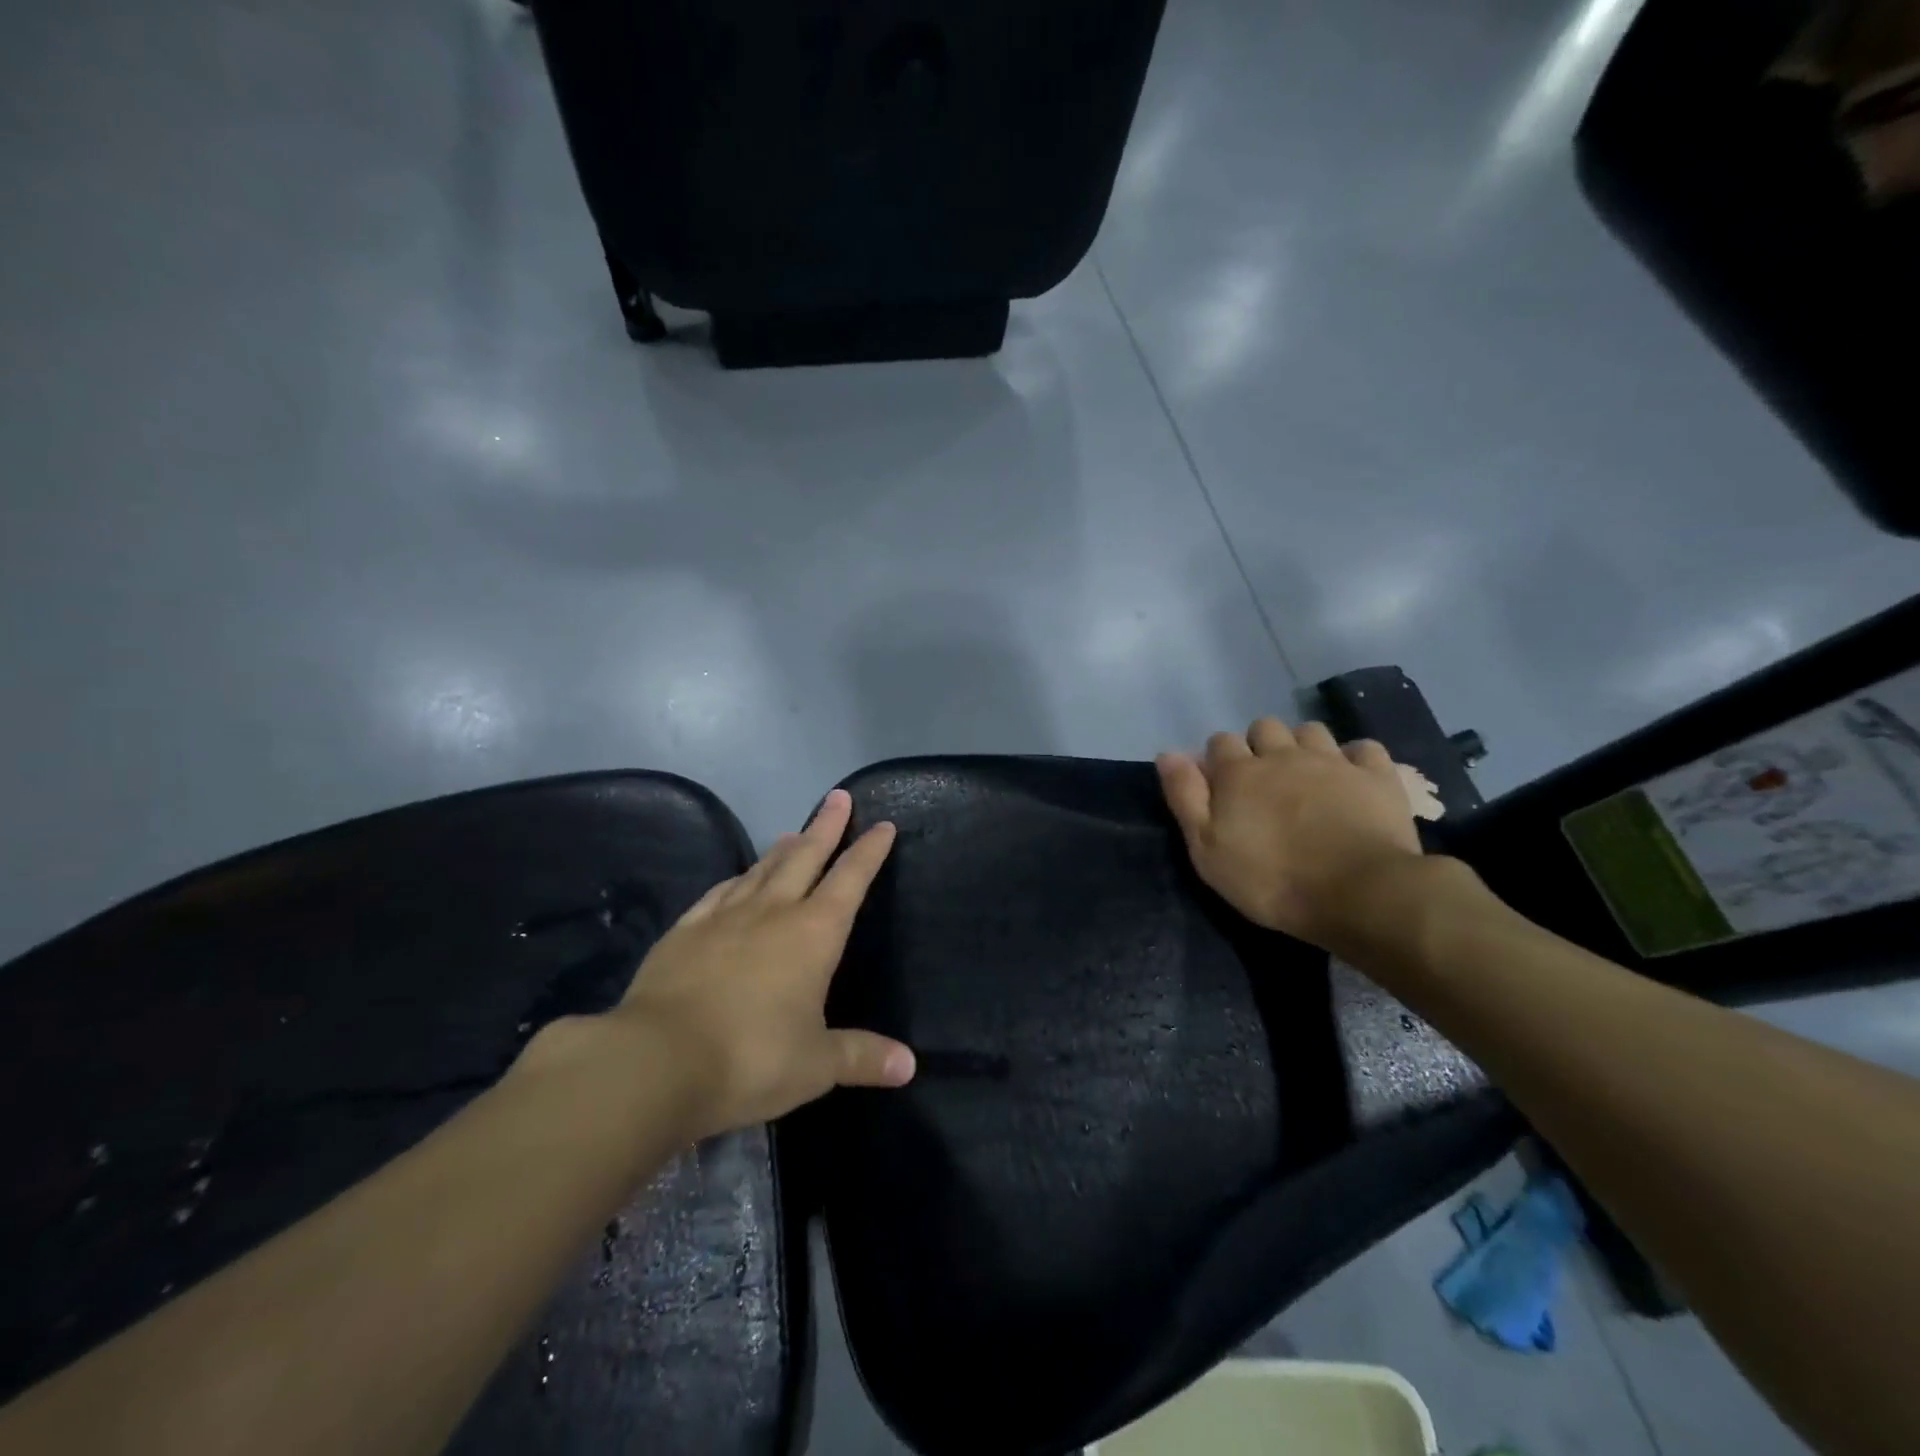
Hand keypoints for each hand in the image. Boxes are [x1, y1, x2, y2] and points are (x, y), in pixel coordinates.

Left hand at [608, 789, 914, 1140]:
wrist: (656, 1061)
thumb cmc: (750, 1058)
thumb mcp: (816, 1066)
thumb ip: (862, 1057)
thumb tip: (909, 1066)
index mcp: (813, 934)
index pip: (851, 880)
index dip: (869, 852)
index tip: (882, 825)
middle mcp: (773, 912)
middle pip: (806, 856)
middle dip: (826, 826)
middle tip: (838, 797)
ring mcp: (724, 916)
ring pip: (762, 869)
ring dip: (783, 848)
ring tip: (793, 832)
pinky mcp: (686, 930)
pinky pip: (719, 892)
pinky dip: (736, 878)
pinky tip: (737, 878)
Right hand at [1156, 718, 1421, 950]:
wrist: (1359, 893)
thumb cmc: (1271, 880)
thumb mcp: (1207, 850)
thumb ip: (1185, 797)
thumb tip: (1167, 753)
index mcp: (1239, 772)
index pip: (1219, 742)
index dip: (1217, 760)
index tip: (1221, 786)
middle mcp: (1282, 755)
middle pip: (1264, 727)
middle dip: (1259, 745)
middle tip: (1263, 781)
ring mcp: (1332, 761)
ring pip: (1310, 730)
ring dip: (1303, 745)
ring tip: (1306, 776)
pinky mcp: (1376, 775)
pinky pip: (1363, 748)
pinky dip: (1354, 757)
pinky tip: (1351, 777)